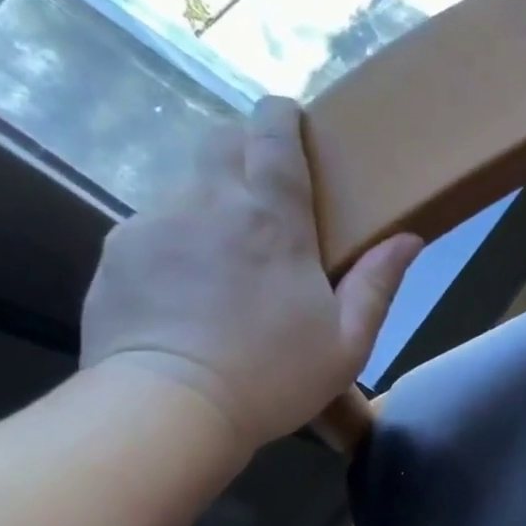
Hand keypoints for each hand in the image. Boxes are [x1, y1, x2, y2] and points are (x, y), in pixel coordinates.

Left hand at [80, 96, 422, 449]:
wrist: (171, 409)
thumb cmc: (273, 378)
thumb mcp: (347, 343)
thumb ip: (378, 285)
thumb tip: (408, 238)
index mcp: (272, 219)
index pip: (273, 134)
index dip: (282, 116)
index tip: (291, 121)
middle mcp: (208, 202)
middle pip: (221, 140)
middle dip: (244, 147)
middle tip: (265, 193)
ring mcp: (154, 223)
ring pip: (186, 186)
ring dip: (210, 204)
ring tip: (225, 260)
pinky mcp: (117, 251)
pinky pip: (151, 228)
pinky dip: (175, 243)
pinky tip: (185, 291)